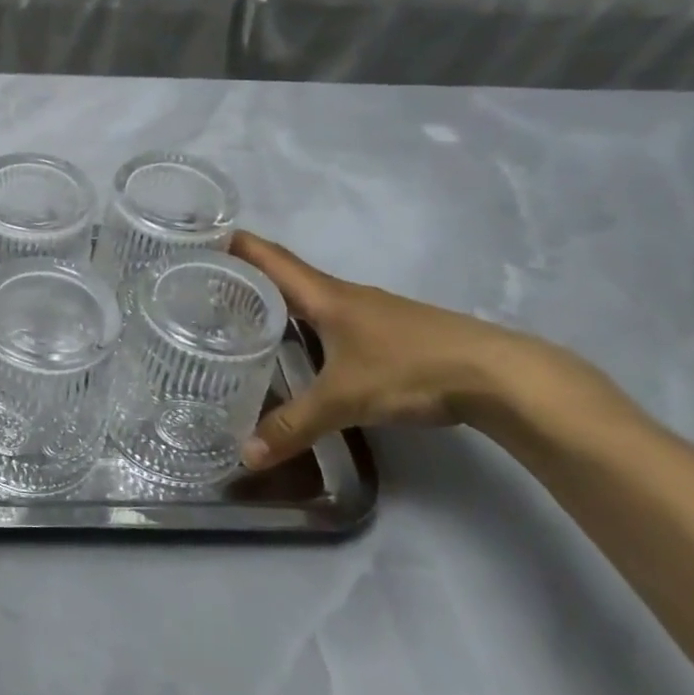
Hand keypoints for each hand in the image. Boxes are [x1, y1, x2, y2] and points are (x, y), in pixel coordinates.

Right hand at [231, 230, 566, 468]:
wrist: (497, 375)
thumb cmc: (410, 369)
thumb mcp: (344, 401)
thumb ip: (293, 427)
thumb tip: (245, 456)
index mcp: (324, 295)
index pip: (268, 257)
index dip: (233, 243)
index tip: (196, 238)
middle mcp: (341, 293)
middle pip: (283, 272)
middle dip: (243, 272)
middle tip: (201, 282)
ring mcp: (368, 310)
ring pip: (308, 295)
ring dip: (274, 296)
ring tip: (237, 311)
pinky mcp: (386, 330)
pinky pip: (329, 314)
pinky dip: (302, 319)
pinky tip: (296, 342)